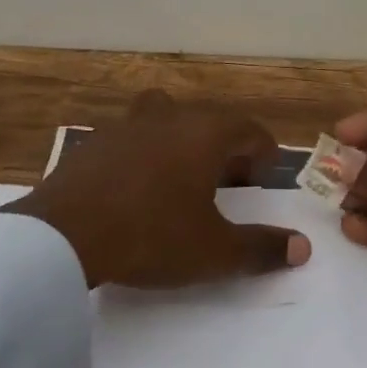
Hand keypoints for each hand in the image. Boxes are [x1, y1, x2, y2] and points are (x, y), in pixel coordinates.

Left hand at [5, 90, 311, 289]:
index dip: (263, 156)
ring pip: (167, 122)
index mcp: (205, 132)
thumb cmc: (151, 235)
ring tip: (180, 183)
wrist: (64, 233)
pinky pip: (133, 139)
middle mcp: (170, 116)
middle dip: (224, 150)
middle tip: (226, 186)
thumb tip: (301, 247)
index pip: (250, 130)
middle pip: (209, 122)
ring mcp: (127, 124)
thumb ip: (260, 248)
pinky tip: (137, 191)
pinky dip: (145, 156)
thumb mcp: (213, 251)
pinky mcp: (95, 141)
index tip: (262, 183)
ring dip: (181, 146)